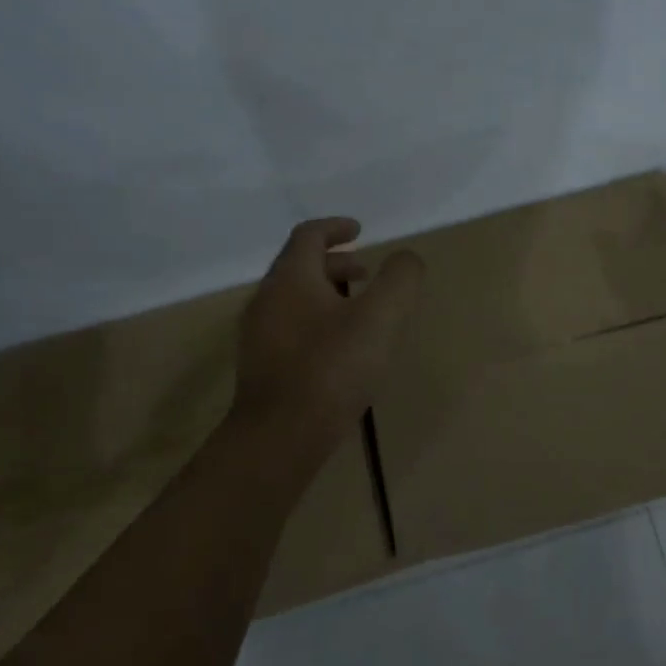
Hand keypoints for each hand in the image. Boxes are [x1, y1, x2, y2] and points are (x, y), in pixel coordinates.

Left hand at [231, 217, 423, 456]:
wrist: (280, 437)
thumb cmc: (332, 367)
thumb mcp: (381, 317)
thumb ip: (400, 279)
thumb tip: (406, 259)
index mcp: (291, 278)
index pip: (309, 236)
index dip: (335, 227)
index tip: (360, 230)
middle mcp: (267, 299)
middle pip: (299, 266)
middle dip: (335, 262)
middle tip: (367, 271)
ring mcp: (258, 335)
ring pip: (294, 299)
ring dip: (326, 293)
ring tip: (359, 311)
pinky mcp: (261, 367)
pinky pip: (290, 328)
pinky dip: (316, 320)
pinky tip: (339, 349)